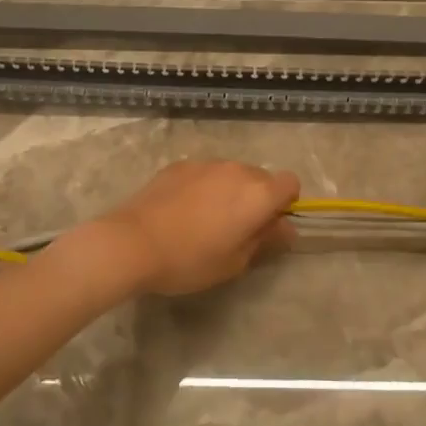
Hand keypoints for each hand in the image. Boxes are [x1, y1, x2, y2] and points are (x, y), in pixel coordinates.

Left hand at [90, 160, 299, 295]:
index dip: (285, 203)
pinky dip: (203, 187)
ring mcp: (206, 163)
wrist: (134, 241)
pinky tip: (182, 211)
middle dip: (257, 198)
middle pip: (261, 177)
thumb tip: (286, 228)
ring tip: (205, 220)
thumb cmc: (190, 259)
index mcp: (257, 194)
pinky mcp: (180, 164)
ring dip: (229, 191)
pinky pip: (204, 173)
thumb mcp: (235, 262)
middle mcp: (236, 170)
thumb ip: (265, 240)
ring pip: (231, 174)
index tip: (268, 225)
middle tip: (236, 229)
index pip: (291, 183)